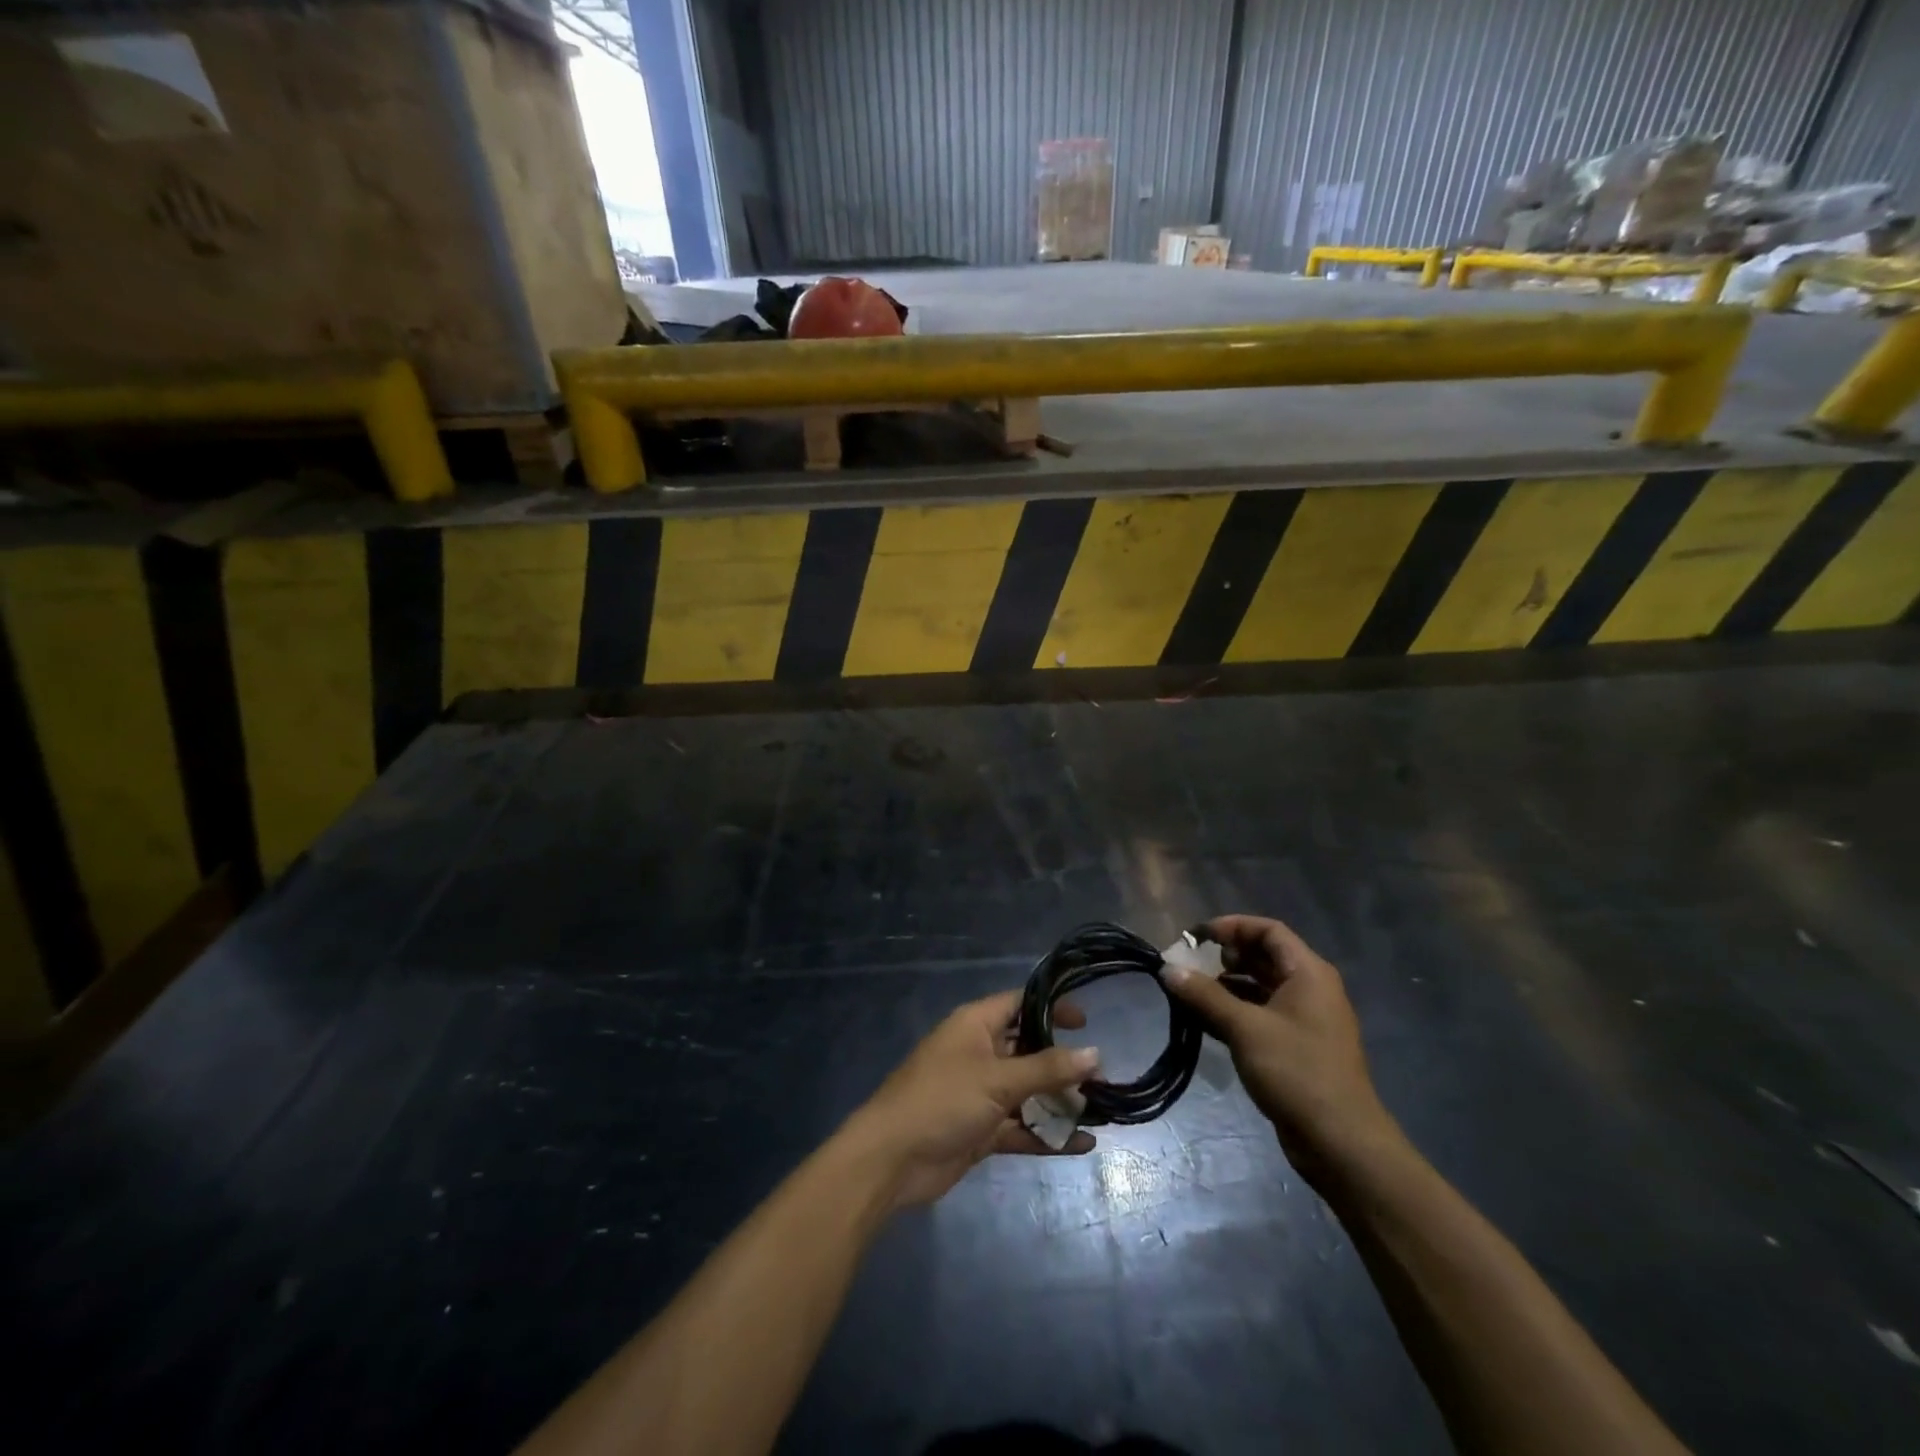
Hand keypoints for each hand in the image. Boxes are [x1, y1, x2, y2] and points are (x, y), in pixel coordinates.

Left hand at [840, 990, 1099, 1208]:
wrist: (891, 1159)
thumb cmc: (942, 1100)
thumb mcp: (997, 1079)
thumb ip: (1047, 1069)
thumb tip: (1095, 1054)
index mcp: (975, 1025)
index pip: (1019, 1004)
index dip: (1051, 1007)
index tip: (1087, 1021)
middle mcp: (979, 1053)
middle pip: (1028, 1049)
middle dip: (1063, 1063)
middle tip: (1103, 1076)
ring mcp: (980, 1093)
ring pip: (1028, 1092)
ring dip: (1060, 1102)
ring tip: (1103, 1111)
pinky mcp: (981, 1130)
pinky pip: (1021, 1127)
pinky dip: (1047, 1135)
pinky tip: (1082, 1144)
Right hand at [1163, 914, 1399, 1183]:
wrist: (1341, 1143)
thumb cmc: (1296, 1072)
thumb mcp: (1245, 1028)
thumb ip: (1205, 995)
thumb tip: (1167, 969)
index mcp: (1308, 973)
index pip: (1268, 930)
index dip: (1231, 926)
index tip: (1196, 937)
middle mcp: (1310, 989)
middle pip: (1263, 957)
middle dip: (1223, 957)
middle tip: (1187, 965)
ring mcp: (1304, 1020)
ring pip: (1259, 987)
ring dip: (1225, 986)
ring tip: (1189, 993)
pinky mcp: (1296, 1047)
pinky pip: (1260, 1015)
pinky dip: (1233, 1012)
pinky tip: (1204, 1021)